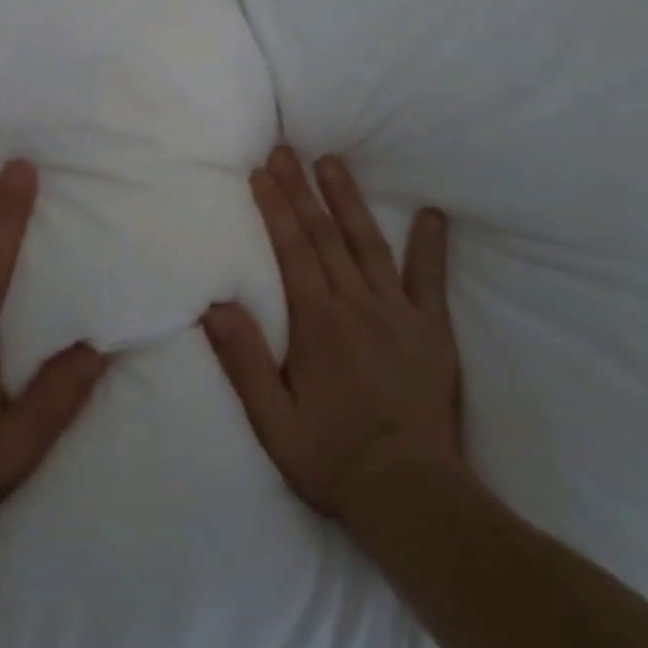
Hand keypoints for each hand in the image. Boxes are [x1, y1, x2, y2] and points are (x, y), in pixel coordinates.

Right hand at [202, 147, 464, 519]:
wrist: (410, 495)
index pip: (292, 250)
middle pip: (324, 236)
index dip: (276, 207)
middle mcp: (356, 305)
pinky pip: (429, 280)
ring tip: (333, 162)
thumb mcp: (274, 421)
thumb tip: (215, 305)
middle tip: (287, 151)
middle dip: (302, 189)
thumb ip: (244, 361)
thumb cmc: (332, 458)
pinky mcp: (431, 331)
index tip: (263, 173)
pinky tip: (431, 214)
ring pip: (367, 244)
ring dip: (348, 200)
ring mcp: (397, 314)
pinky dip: (430, 245)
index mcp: (317, 322)